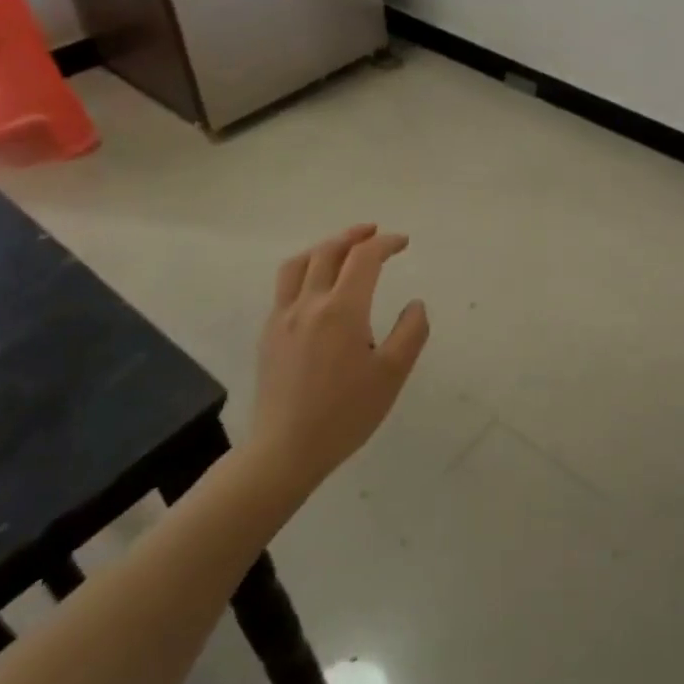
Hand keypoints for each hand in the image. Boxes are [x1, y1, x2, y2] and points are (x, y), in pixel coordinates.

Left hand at [248, 225, 429, 495]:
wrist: (285, 450)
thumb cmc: (345, 414)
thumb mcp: (392, 375)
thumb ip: (411, 332)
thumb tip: (415, 304)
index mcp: (342, 310)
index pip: (364, 258)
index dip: (385, 243)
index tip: (403, 243)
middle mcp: (309, 304)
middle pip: (329, 251)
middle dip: (355, 236)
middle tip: (375, 232)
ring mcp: (282, 317)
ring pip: (299, 264)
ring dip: (324, 247)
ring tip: (342, 249)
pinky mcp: (268, 334)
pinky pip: (285, 286)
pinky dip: (305, 270)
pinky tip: (317, 287)